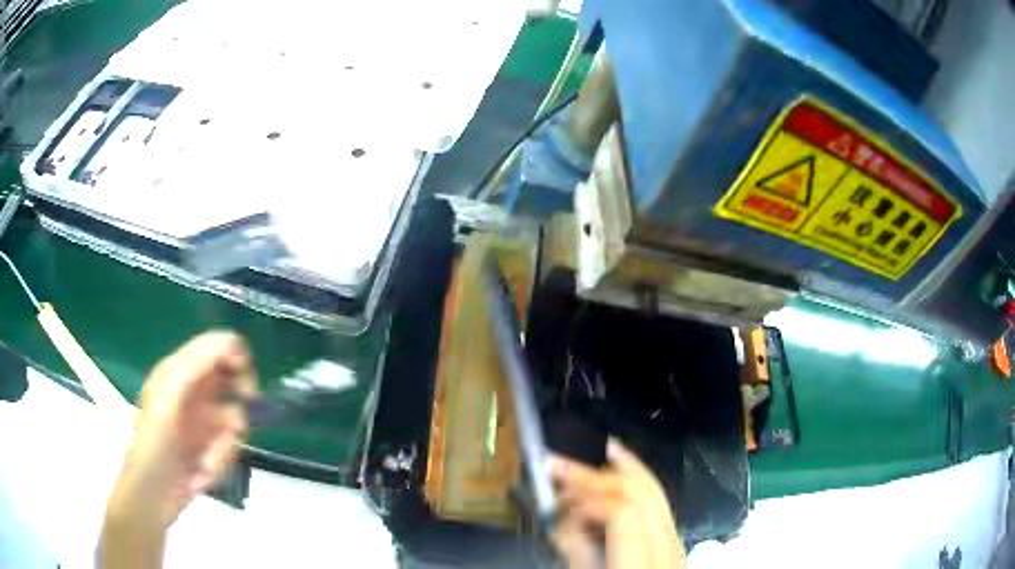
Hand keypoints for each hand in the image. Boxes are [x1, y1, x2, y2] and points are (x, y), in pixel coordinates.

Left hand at [107, 331, 256, 529]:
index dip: (236, 357)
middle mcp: (193, 390)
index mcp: (179, 370)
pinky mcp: (210, 444)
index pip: (216, 345)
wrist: (153, 492)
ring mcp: (203, 418)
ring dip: (226, 442)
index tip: (244, 387)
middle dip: (237, 407)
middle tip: (235, 426)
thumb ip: (196, 365)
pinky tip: (205, 470)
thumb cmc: (155, 441)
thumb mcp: (170, 395)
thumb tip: (232, 341)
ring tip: (208, 461)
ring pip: (235, 417)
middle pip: (233, 379)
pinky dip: (223, 457)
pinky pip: (231, 443)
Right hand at [550, 440, 684, 568]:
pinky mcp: (674, 545)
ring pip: (655, 494)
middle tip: (559, 464)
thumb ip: (576, 551)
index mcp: (640, 568)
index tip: (555, 492)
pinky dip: (638, 484)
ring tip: (590, 452)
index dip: (588, 497)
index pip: (623, 514)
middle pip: (643, 495)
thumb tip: (563, 513)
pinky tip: (622, 469)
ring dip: (620, 473)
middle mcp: (668, 553)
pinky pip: (659, 504)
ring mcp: (677, 547)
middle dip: (599, 474)